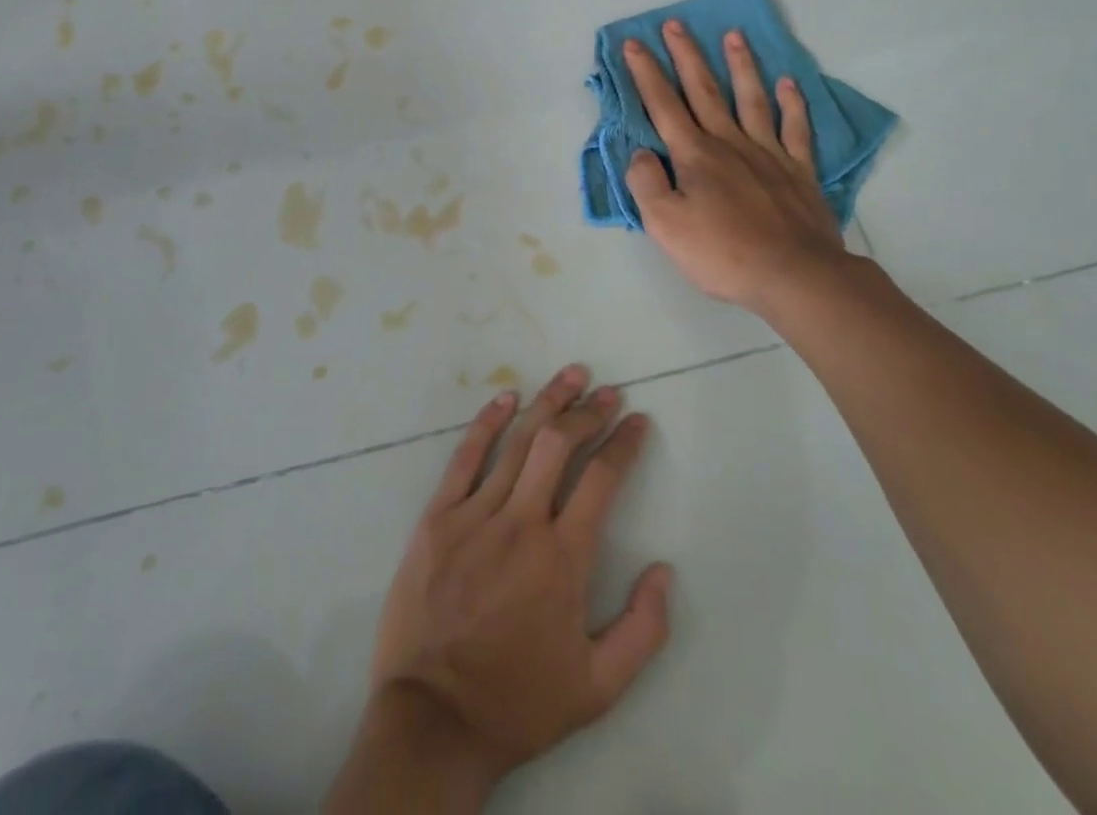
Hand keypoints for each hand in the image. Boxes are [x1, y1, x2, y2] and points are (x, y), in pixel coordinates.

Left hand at [338, 366, 671, 805]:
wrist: (433, 721)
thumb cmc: (518, 702)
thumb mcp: (598, 689)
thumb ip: (643, 631)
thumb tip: (664, 570)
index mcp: (563, 559)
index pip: (602, 479)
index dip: (624, 443)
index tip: (637, 420)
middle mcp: (522, 524)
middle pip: (559, 445)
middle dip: (589, 411)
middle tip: (608, 392)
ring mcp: (475, 516)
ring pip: (518, 442)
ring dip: (548, 402)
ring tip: (572, 374)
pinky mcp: (437, 518)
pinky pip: (465, 457)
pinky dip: (487, 423)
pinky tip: (506, 398)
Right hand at [621, 20, 851, 317]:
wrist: (795, 275)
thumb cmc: (723, 253)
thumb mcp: (665, 225)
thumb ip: (647, 184)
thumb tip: (640, 153)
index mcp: (694, 155)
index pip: (663, 105)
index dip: (646, 73)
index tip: (634, 43)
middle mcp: (730, 143)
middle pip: (705, 90)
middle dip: (687, 55)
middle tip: (676, 24)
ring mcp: (768, 153)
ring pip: (751, 99)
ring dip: (741, 66)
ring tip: (734, 35)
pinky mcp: (799, 170)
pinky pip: (795, 128)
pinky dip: (792, 104)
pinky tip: (788, 84)